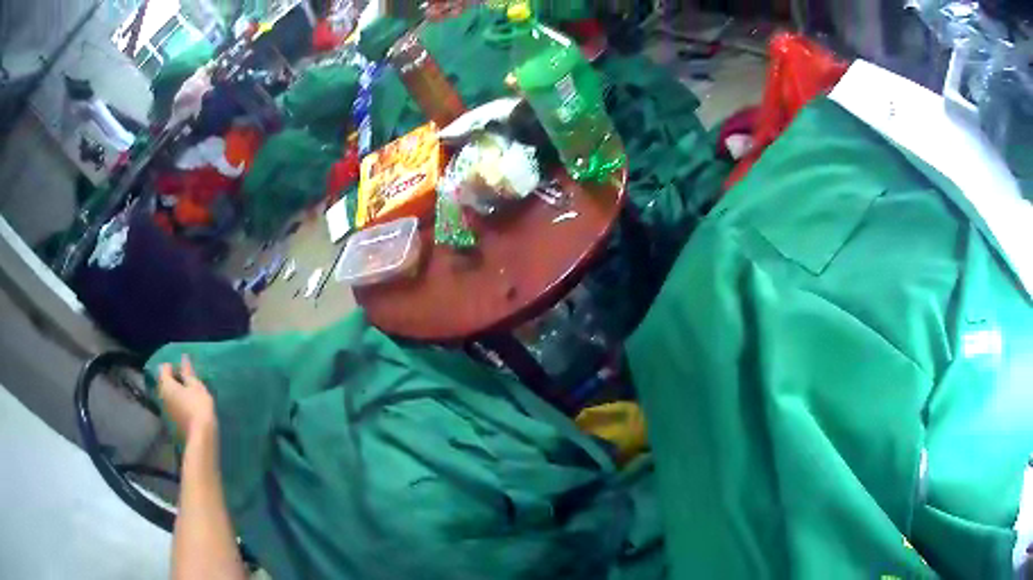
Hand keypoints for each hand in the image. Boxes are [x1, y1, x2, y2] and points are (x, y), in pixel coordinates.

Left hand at [158, 355, 216, 441]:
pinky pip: (172, 407)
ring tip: (190, 396)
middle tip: (189, 384)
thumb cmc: (198, 406)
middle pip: (165, 382)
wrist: (201, 437)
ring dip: (176, 393)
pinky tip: (189, 409)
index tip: (187, 372)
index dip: (175, 367)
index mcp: (165, 384)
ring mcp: (165, 410)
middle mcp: (161, 395)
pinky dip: (178, 404)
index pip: (165, 368)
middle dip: (174, 381)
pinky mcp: (171, 421)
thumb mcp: (196, 386)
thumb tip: (183, 358)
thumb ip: (188, 372)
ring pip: (168, 395)